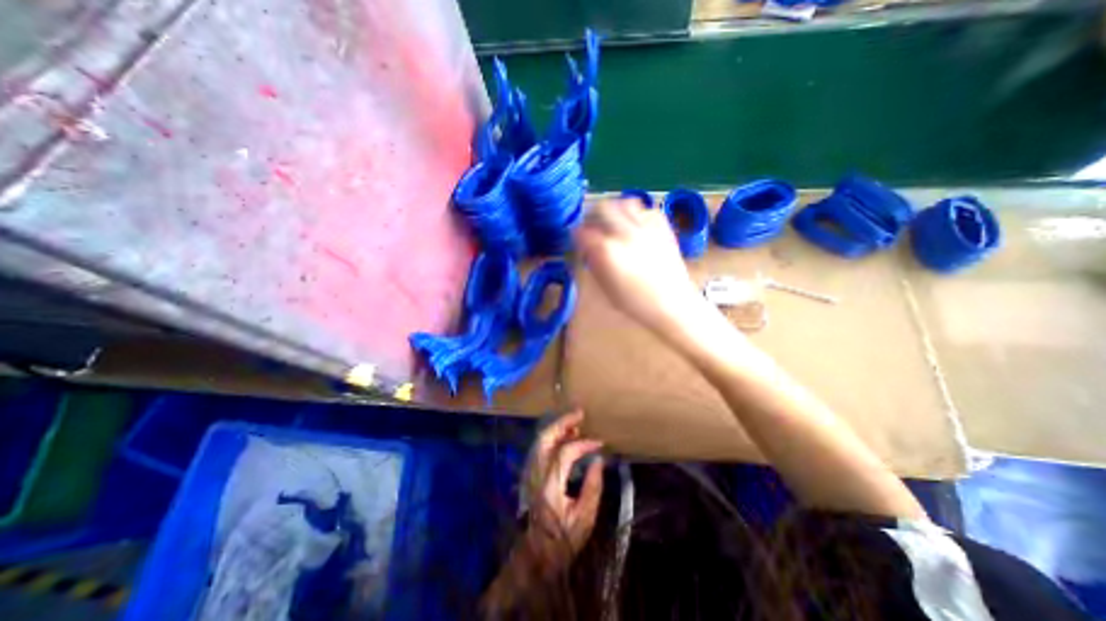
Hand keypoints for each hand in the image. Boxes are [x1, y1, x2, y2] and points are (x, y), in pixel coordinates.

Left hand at [521, 410, 601, 568]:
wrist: (536, 555)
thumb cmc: (562, 540)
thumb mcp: (585, 519)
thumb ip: (593, 487)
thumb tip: (598, 460)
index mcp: (550, 486)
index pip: (565, 453)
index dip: (584, 444)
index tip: (599, 443)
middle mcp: (536, 474)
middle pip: (545, 438)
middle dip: (563, 422)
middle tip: (579, 414)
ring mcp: (530, 473)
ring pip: (540, 440)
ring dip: (557, 428)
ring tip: (574, 423)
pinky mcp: (529, 474)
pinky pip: (539, 447)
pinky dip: (552, 437)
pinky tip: (563, 436)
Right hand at [580, 197, 708, 334]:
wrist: (671, 303)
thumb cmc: (635, 302)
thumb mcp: (605, 287)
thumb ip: (594, 263)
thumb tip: (587, 249)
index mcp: (606, 250)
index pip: (582, 231)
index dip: (577, 235)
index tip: (579, 241)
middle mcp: (624, 232)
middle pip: (602, 208)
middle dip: (593, 216)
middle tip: (594, 227)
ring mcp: (645, 227)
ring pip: (625, 202)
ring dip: (616, 210)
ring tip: (615, 222)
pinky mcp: (663, 227)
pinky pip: (647, 210)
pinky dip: (638, 214)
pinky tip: (637, 227)